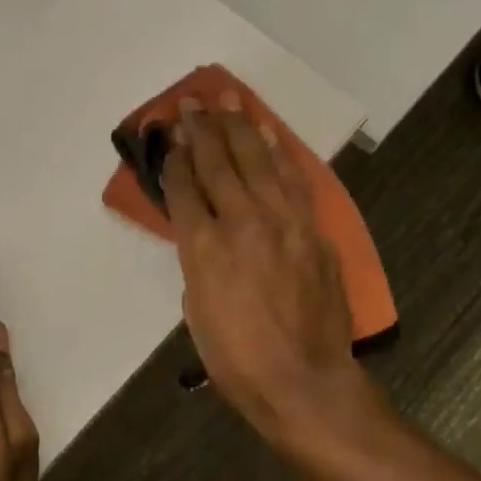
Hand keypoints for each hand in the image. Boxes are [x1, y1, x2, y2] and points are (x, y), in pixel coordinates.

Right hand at [163, 94, 370, 446]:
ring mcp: (284, 223)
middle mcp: (243, 223)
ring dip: (241, 127)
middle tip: (191, 101)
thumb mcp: (196, 308)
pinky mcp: (313, 232)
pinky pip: (293, 181)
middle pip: (219, 164)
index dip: (173, 157)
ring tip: (229, 99)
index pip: (185, 188)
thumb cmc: (236, 358)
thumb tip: (203, 231)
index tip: (167, 132)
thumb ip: (197, 259)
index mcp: (204, 248)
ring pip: (259, 162)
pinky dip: (280, 154)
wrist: (303, 381)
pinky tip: (269, 134)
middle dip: (202, 129)